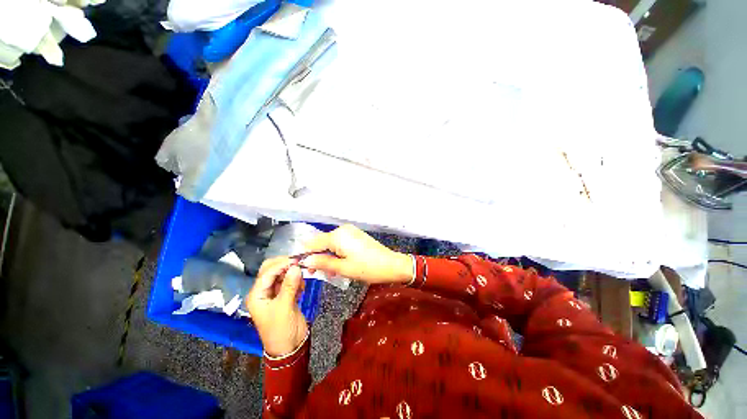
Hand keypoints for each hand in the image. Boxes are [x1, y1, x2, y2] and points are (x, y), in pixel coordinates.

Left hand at [245, 257, 307, 356]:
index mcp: (257, 295)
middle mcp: (264, 291)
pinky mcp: (285, 295)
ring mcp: (275, 293)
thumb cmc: (281, 329)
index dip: (281, 264)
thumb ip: (289, 285)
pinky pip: (290, 281)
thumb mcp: (284, 307)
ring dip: (293, 274)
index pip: (267, 273)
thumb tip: (296, 267)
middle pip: (272, 270)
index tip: (296, 260)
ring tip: (302, 282)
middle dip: (285, 266)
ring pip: (282, 275)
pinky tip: (302, 288)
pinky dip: (297, 281)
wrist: (290, 347)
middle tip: (300, 265)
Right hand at [302, 224, 412, 284]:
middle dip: (318, 256)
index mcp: (337, 236)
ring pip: (331, 243)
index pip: (313, 243)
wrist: (391, 264)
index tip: (302, 268)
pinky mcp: (355, 235)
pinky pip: (340, 242)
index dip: (306, 255)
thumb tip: (305, 261)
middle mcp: (342, 229)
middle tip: (318, 273)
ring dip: (328, 256)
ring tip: (331, 271)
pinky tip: (340, 263)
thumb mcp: (343, 268)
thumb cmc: (367, 268)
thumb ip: (322, 263)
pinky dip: (336, 252)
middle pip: (322, 242)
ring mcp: (350, 231)